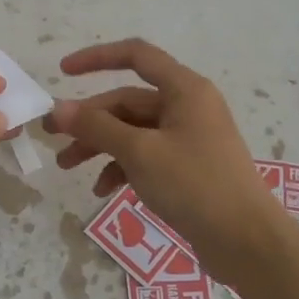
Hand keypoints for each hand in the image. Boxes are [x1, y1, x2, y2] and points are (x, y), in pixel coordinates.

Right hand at [45, 38, 286, 281]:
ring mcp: (189, 138)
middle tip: (52, 136)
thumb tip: (59, 109)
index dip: (97, 58)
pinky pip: (147, 156)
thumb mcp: (140, 152)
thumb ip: (97, 128)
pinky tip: (103, 190)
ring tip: (67, 166)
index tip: (62, 71)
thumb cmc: (195, 185)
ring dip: (100, 145)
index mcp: (184, 89)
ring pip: (134, 131)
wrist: (246, 242)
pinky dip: (122, 168)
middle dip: (89, 118)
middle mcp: (188, 106)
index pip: (136, 56)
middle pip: (128, 101)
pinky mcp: (188, 167)